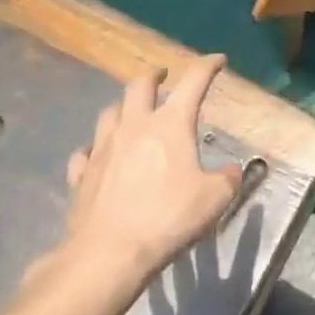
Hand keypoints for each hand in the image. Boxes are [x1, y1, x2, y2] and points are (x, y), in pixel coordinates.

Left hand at [60, 55, 241, 293]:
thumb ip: (228, 180)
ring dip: (123, 107)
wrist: (107, 255)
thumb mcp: (214, 200)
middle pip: (139, 84)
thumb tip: (232, 171)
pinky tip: (98, 156)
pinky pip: (85, 152)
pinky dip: (94, 149)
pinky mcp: (81, 174)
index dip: (208, 65)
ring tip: (131, 112)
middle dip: (154, 75)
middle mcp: (135, 125)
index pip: (194, 80)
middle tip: (162, 77)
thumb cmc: (166, 218)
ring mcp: (103, 148)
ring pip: (109, 112)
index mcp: (171, 123)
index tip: (218, 60)